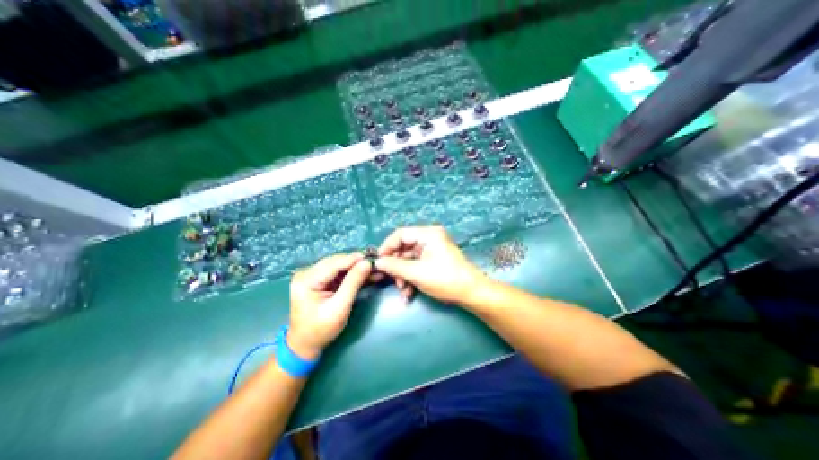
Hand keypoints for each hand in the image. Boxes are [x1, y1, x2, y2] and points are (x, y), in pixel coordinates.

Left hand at [287, 253, 371, 360]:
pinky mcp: (319, 280)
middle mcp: (307, 273)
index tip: (373, 258)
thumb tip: (367, 263)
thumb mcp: (339, 308)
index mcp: (306, 280)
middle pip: (336, 262)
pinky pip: (338, 272)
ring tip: (374, 268)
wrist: (305, 344)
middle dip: (356, 263)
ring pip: (339, 266)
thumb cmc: (321, 330)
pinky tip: (365, 273)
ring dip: (356, 268)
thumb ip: (353, 283)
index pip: (334, 264)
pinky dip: (352, 274)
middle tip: (376, 263)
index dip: (354, 259)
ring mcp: (312, 275)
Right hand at [375, 226, 487, 305]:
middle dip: (396, 266)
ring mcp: (432, 250)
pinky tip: (409, 293)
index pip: (401, 234)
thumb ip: (395, 266)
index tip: (378, 262)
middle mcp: (430, 238)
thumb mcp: (417, 273)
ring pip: (409, 259)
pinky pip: (417, 265)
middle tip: (391, 280)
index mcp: (428, 234)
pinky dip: (411, 278)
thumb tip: (377, 262)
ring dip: (403, 275)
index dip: (387, 247)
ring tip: (402, 290)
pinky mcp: (434, 260)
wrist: (472, 293)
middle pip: (404, 248)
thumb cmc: (445, 279)